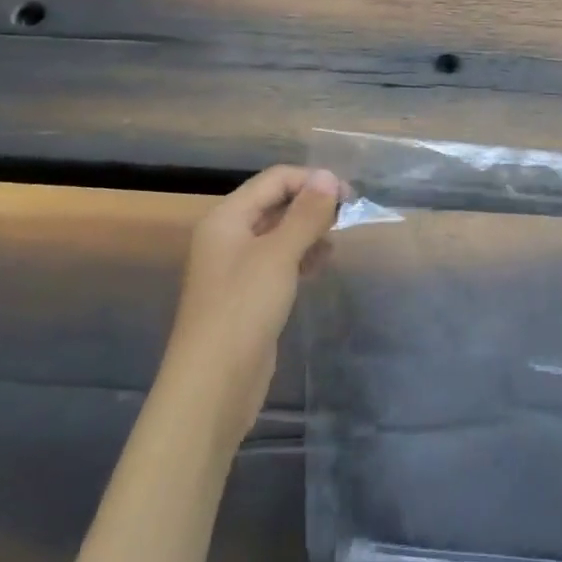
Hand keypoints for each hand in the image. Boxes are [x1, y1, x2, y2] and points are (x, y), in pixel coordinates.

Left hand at [169, 165, 341, 445]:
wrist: (212, 385)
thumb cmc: (243, 310)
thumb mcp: (279, 255)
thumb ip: (306, 214)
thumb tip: (327, 176)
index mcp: (226, 218)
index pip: (275, 180)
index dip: (312, 181)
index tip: (348, 196)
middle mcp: (228, 236)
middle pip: (275, 203)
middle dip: (312, 204)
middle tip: (347, 216)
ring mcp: (237, 267)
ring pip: (279, 232)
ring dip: (309, 230)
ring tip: (336, 241)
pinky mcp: (249, 294)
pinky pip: (279, 260)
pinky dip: (301, 255)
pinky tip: (321, 264)